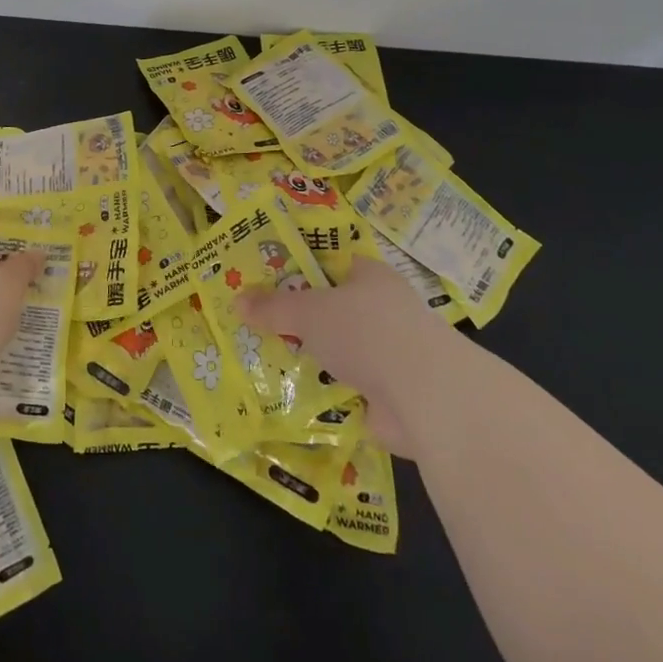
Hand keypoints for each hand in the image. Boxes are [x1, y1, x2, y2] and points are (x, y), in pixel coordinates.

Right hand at [239, 254, 445, 453]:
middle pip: (334, 308)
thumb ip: (273, 307)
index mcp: (371, 275)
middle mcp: (384, 309)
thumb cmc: (366, 331)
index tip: (267, 279)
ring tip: (268, 360)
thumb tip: (236, 301)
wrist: (426, 397)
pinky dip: (327, 392)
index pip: (332, 264)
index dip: (300, 269)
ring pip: (341, 349)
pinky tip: (294, 396)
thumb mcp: (309, 311)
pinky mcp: (392, 394)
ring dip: (315, 357)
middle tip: (259, 322)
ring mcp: (392, 353)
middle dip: (302, 318)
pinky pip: (348, 387)